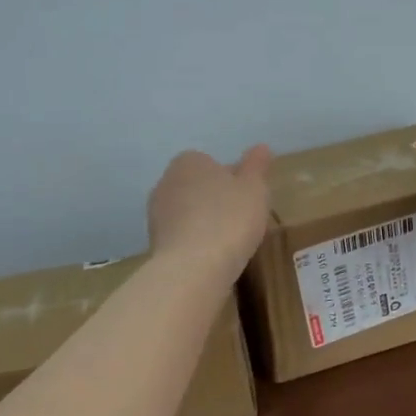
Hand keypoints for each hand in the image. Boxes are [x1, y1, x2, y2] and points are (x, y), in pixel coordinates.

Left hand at [147, 145, 272, 279]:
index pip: (210, 163)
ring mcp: (156, 214)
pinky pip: (181, 237)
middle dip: (215, 200)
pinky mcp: (154, 243)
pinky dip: (195, 243)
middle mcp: (166, 181)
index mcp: (189, 161)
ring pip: (187, 213)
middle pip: (197, 187)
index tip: (247, 198)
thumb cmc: (230, 219)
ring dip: (203, 223)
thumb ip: (257, 166)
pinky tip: (211, 258)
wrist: (193, 267)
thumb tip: (261, 147)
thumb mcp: (255, 189)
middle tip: (240, 219)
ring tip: (228, 242)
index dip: (231, 180)